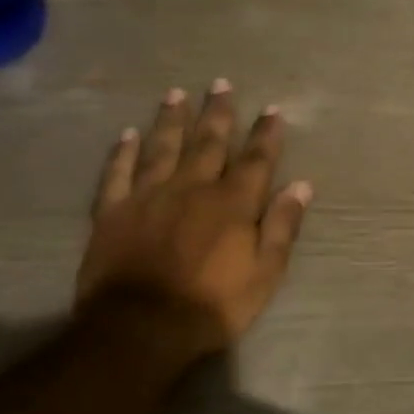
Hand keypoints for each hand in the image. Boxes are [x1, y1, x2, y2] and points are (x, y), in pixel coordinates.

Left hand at [76, 81, 311, 358]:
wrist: (140, 329)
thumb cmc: (213, 305)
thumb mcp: (265, 273)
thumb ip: (282, 226)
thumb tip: (301, 186)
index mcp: (232, 203)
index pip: (255, 160)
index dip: (265, 134)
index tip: (272, 110)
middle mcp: (192, 188)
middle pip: (208, 143)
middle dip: (218, 113)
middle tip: (221, 84)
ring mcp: (149, 196)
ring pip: (163, 148)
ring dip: (172, 120)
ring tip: (176, 94)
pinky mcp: (113, 212)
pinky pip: (117, 173)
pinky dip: (122, 152)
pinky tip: (127, 134)